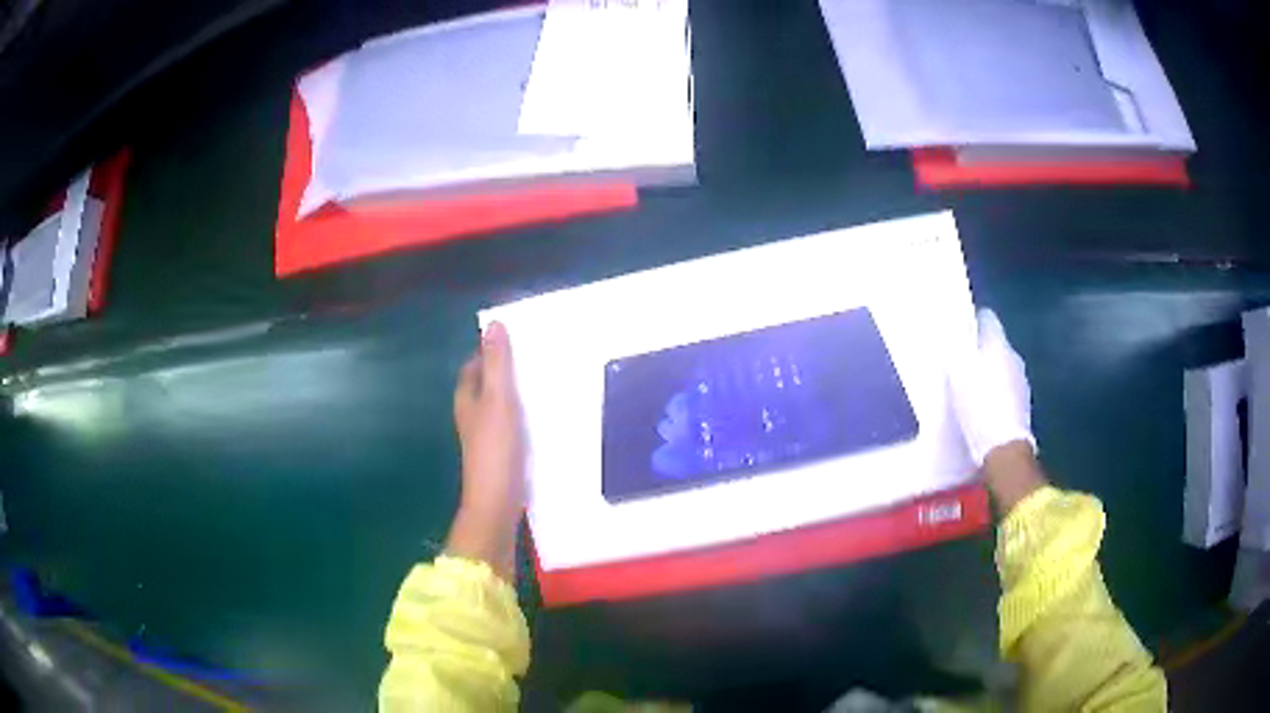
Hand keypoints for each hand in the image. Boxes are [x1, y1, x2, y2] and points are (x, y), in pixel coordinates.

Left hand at [447, 321, 525, 579]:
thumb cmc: (496, 447)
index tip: (515, 340)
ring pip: (498, 405)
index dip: (489, 351)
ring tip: (544, 382)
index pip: (474, 365)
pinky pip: (510, 423)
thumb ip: (497, 364)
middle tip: (535, 358)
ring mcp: (485, 436)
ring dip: (515, 393)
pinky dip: (522, 414)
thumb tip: (494, 325)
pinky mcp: (500, 452)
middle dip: (504, 371)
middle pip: (485, 384)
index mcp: (467, 398)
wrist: (498, 500)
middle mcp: (472, 415)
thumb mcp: (499, 399)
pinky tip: (543, 416)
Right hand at [948, 309, 1035, 466]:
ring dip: (988, 373)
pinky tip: (982, 409)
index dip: (971, 320)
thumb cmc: (979, 405)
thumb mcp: (957, 373)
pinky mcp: (1023, 405)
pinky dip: (995, 394)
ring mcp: (1021, 382)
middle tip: (958, 361)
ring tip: (968, 388)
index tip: (956, 330)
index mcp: (999, 342)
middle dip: (979, 349)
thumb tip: (951, 330)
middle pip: (994, 343)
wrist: (1004, 448)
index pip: (987, 317)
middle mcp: (1014, 356)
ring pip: (1001, 367)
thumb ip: (955, 348)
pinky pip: (1006, 390)